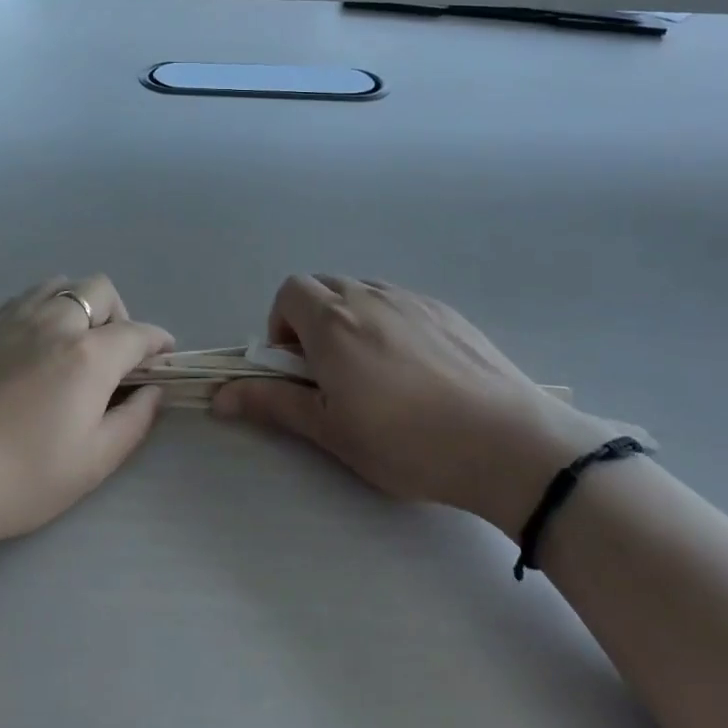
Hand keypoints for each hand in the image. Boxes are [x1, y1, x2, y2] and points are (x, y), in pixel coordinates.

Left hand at [0, 275, 172, 556]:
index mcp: (87, 355)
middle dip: (119, 316)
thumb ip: (132, 423)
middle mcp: (53, 321)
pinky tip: (26, 348)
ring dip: (78, 306)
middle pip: (100, 290)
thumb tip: (153, 391)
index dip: (159, 343)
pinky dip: (40, 311)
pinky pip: (21, 299)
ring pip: (59, 285)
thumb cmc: (12, 479)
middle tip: (111, 357)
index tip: (163, 359)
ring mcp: (9, 317)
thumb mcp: (88, 466)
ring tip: (69, 346)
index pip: (138, 332)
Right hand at [214, 276, 633, 536]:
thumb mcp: (332, 430)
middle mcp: (369, 296)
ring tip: (374, 373)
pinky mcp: (447, 311)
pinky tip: (415, 370)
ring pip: (363, 292)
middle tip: (330, 373)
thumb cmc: (407, 441)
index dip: (281, 325)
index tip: (297, 367)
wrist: (508, 441)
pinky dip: (388, 323)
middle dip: (312, 320)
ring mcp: (412, 299)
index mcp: (333, 321)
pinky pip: (400, 303)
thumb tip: (219, 396)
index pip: (289, 292)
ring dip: (350, 320)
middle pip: (323, 286)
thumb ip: (273, 403)